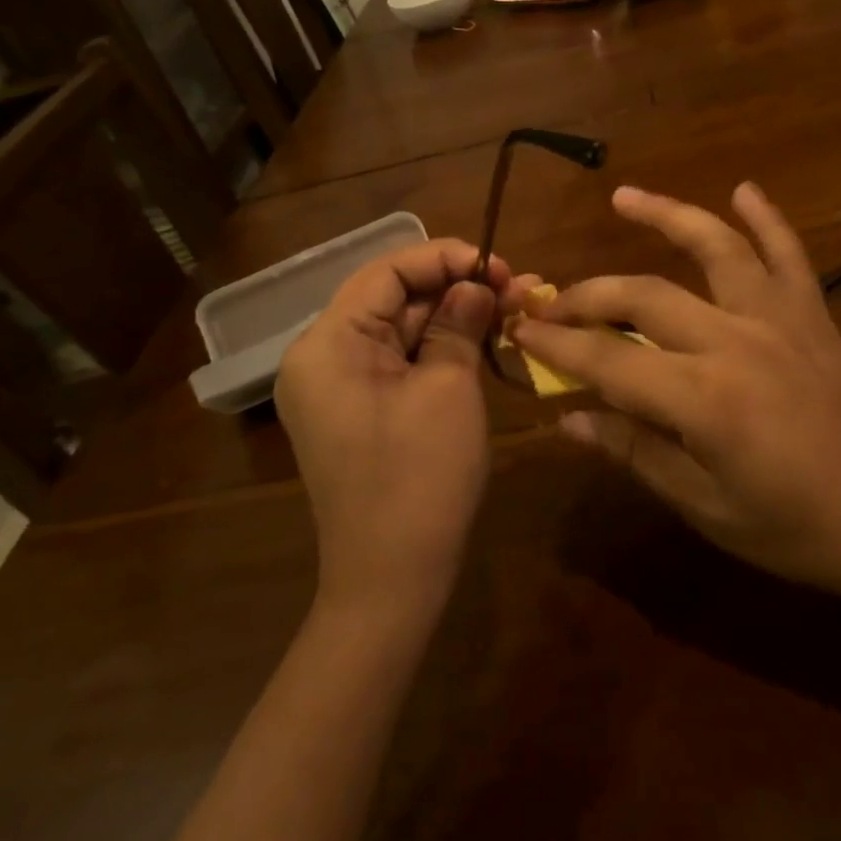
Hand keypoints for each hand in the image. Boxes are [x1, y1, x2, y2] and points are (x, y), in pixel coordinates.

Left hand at [275, 239, 523, 617]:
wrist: (392, 582)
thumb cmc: (420, 478)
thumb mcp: (449, 387)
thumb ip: (460, 323)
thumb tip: (478, 284)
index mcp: (327, 344)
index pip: (386, 272)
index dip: (444, 258)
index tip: (498, 266)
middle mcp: (322, 357)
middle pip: (393, 299)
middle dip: (457, 288)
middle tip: (518, 287)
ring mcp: (338, 387)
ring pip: (402, 329)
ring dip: (455, 317)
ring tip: (513, 307)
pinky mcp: (360, 410)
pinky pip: (401, 361)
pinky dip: (441, 348)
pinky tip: (485, 339)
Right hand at [509, 184, 840, 605]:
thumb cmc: (801, 529)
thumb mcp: (707, 508)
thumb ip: (635, 453)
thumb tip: (568, 421)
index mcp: (704, 398)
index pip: (607, 359)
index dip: (557, 345)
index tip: (519, 332)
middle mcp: (735, 340)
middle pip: (643, 295)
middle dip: (587, 296)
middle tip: (550, 302)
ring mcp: (779, 318)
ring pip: (714, 247)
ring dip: (666, 216)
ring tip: (624, 196)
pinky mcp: (813, 314)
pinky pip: (787, 253)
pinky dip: (766, 218)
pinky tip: (744, 190)